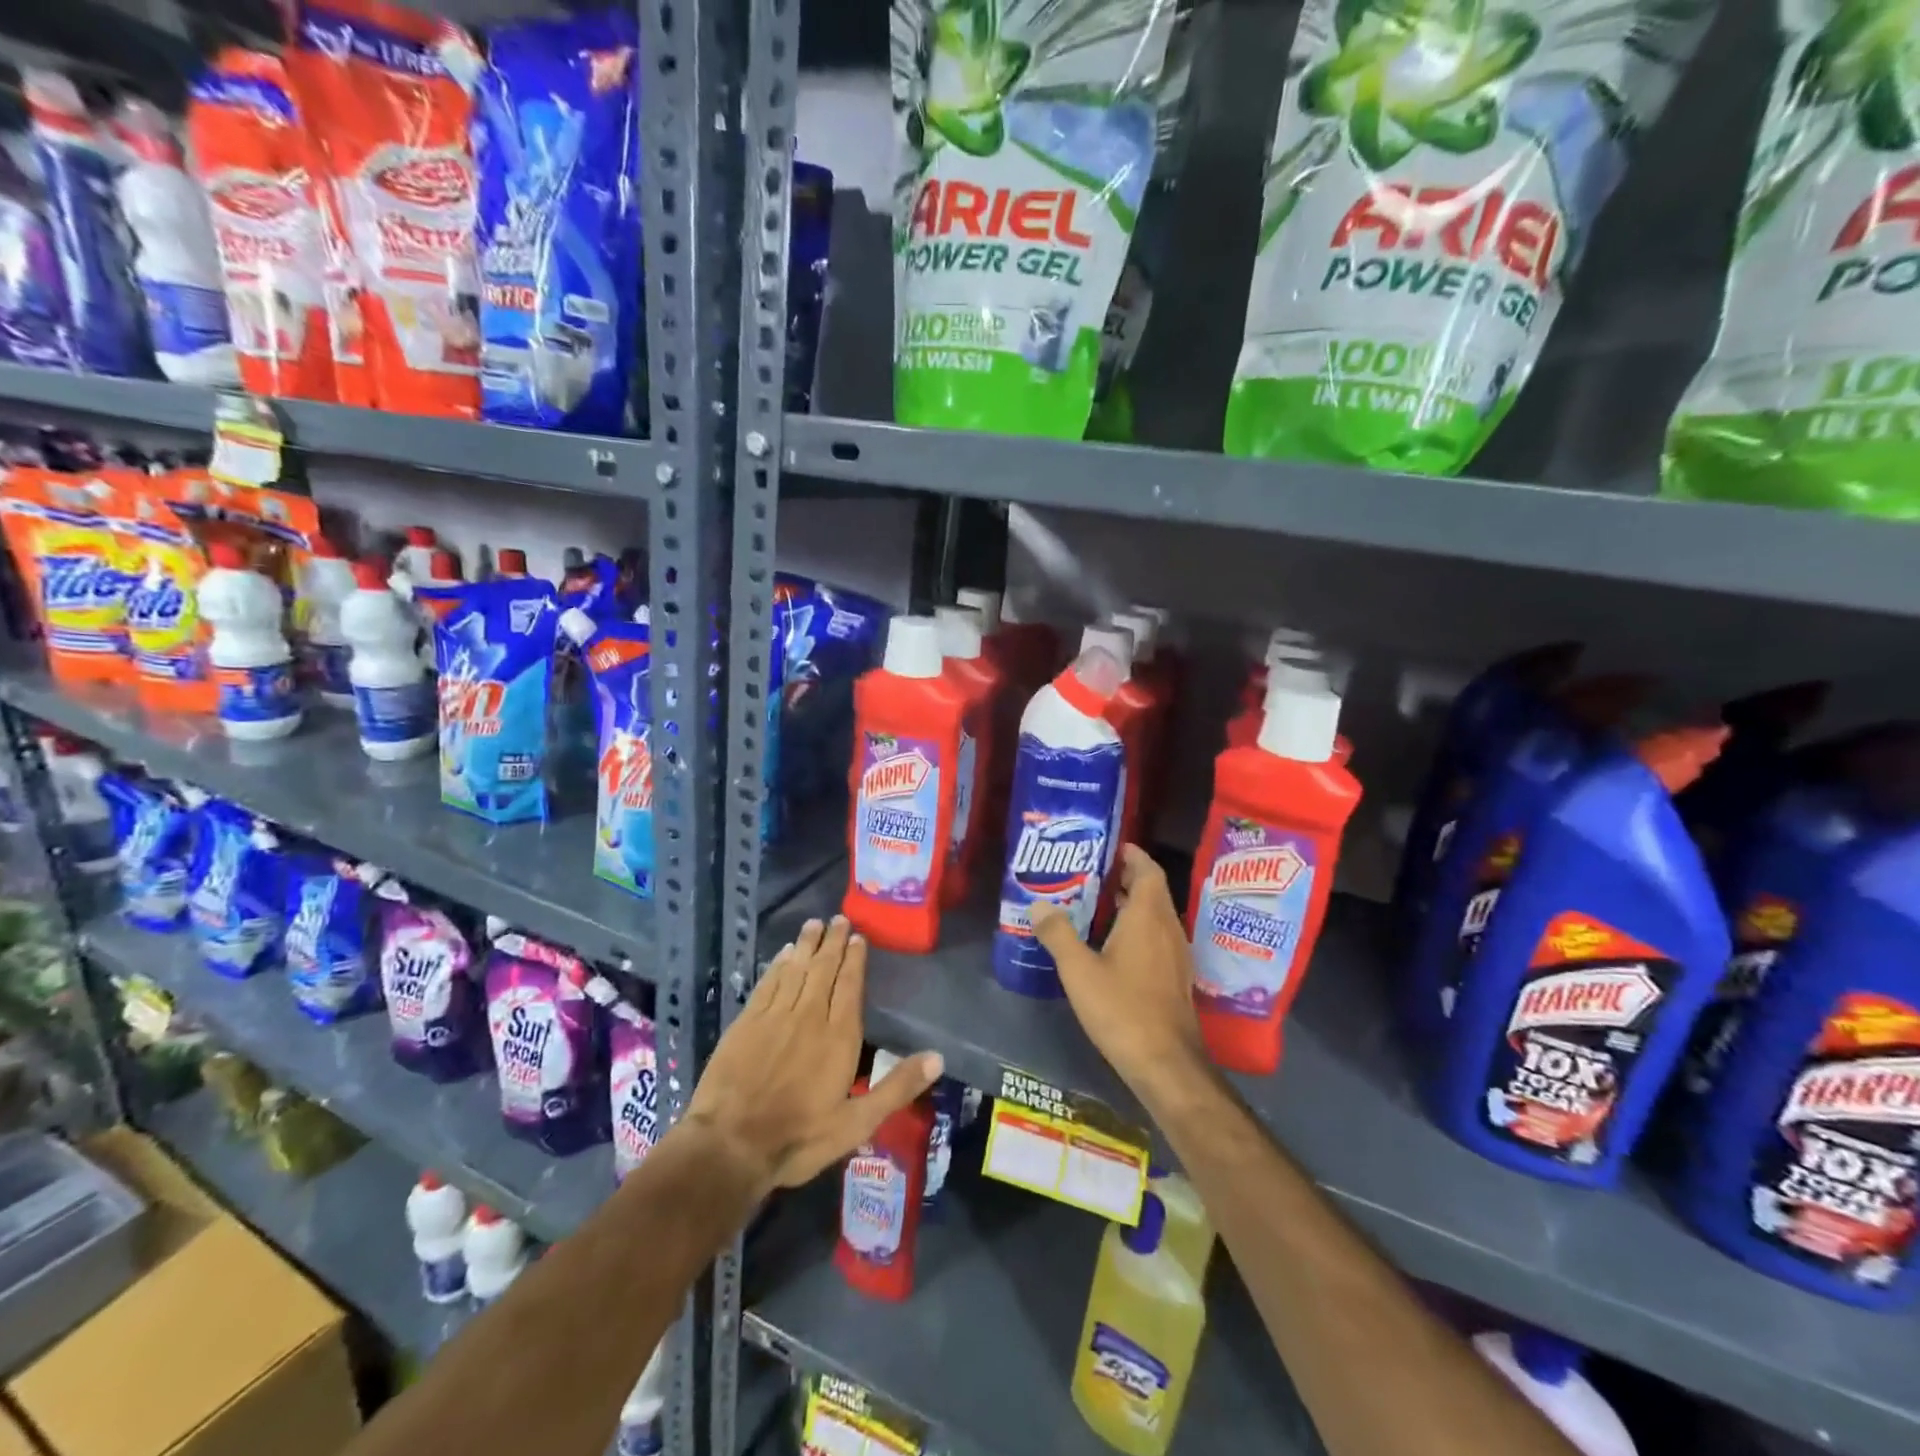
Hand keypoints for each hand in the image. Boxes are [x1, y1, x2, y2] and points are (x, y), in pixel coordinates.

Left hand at [685, 915, 942, 1197]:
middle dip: (832, 943)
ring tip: (813, 924)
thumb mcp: (857, 1123)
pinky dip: (778, 965)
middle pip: (824, 970)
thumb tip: (938, 1057)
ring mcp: (775, 1016)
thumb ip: (897, 1088)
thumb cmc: (799, 1137)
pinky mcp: (747, 1022)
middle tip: (838, 918)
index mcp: (839, 1037)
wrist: (730, 1144)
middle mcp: (809, 1016)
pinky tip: (783, 954)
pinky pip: (768, 983)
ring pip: (795, 970)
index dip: (855, 960)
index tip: (858, 937)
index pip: (850, 986)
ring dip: (806, 945)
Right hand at [1031, 846, 1207, 1100]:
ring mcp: (1175, 954)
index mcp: (1147, 917)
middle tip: (1091, 872)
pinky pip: (1156, 936)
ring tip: (1095, 903)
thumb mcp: (1079, 970)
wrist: (1166, 1063)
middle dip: (1126, 877)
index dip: (1132, 854)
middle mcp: (1167, 928)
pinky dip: (1137, 927)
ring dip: (1131, 903)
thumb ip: (1058, 934)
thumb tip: (1039, 905)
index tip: (1109, 846)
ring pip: (1155, 915)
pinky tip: (1111, 944)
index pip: (1148, 870)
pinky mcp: (1174, 976)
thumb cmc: (1122, 1009)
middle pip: (1151, 890)